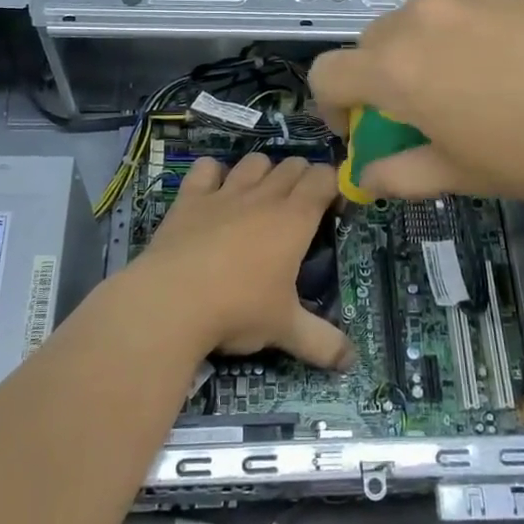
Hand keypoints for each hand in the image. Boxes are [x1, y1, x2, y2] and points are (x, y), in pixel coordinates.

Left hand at [132, 152, 354, 369]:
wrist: (171, 301)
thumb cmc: (238, 309)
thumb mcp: (285, 329)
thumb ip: (323, 343)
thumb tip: (352, 361)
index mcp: (294, 219)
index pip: (324, 179)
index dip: (333, 185)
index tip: (333, 209)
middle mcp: (263, 196)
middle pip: (292, 165)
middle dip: (302, 178)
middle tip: (299, 209)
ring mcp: (224, 193)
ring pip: (253, 161)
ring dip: (263, 172)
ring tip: (260, 196)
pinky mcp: (190, 198)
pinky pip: (206, 168)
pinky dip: (213, 173)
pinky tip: (213, 192)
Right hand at [309, 0, 523, 199]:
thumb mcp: (460, 174)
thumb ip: (400, 174)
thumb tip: (367, 175)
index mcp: (394, 71)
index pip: (327, 74)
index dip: (330, 106)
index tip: (358, 130)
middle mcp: (414, 23)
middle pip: (366, 47)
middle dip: (372, 83)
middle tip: (411, 117)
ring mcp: (457, 1)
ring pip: (407, 26)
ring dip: (409, 58)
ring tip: (457, 91)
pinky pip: (448, 15)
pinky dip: (447, 40)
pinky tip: (496, 68)